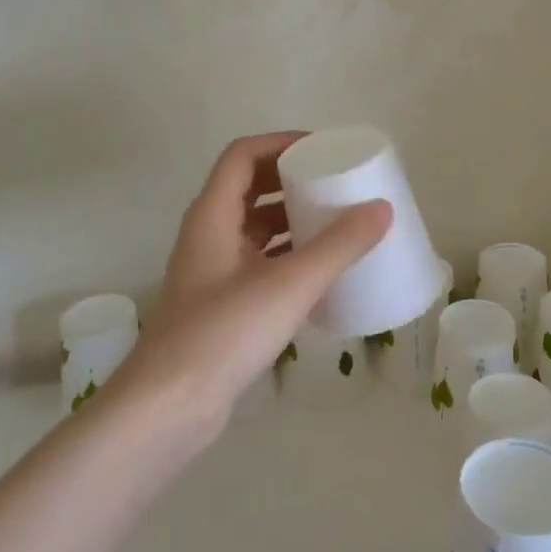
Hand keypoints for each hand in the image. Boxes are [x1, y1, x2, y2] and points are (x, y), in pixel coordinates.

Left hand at [102, 132, 390, 439]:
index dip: (280, 143)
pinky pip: (258, 262)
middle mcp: (208, 235)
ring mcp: (212, 272)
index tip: (322, 148)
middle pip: (249, 187)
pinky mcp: (220, 304)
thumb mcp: (288, 284)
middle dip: (291, 180)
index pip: (243, 155)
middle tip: (334, 183)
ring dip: (290, 218)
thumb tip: (381, 209)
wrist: (168, 408)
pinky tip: (319, 272)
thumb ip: (338, 246)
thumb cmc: (224, 332)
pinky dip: (286, 255)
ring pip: (254, 227)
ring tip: (335, 222)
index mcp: (212, 215)